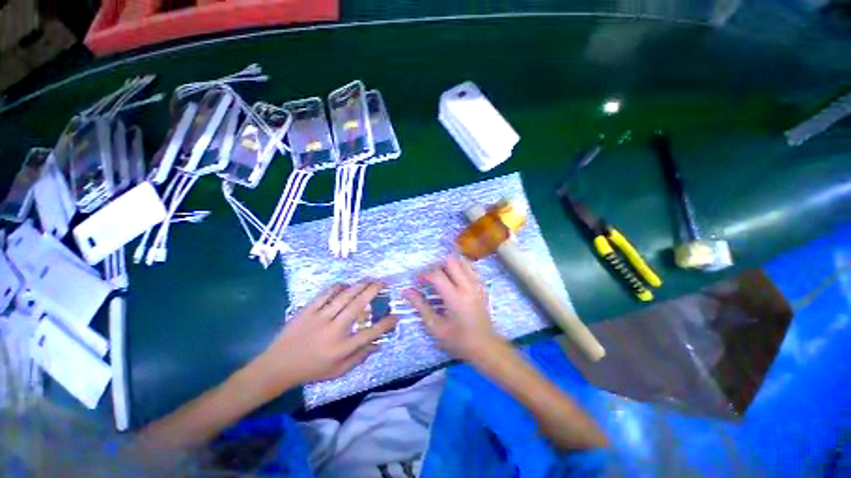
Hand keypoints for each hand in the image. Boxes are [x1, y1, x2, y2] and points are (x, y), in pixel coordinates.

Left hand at [247, 282, 397, 399]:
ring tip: (369, 279)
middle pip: (358, 306)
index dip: (386, 324)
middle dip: (373, 291)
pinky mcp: (307, 310)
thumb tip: (379, 344)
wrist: (277, 366)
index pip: (370, 334)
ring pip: (344, 296)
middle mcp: (334, 331)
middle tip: (383, 282)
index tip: (396, 315)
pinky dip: (337, 287)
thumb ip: (360, 357)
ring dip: (359, 285)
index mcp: (342, 348)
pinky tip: (345, 284)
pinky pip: (325, 294)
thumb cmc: (311, 370)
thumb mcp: (338, 371)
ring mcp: (319, 318)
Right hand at [404, 256, 505, 362]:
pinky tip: (454, 277)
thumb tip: (406, 291)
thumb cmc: (458, 340)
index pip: (437, 274)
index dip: (424, 274)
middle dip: (437, 265)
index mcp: (455, 297)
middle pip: (451, 261)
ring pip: (463, 261)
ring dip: (449, 263)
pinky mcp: (482, 286)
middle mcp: (467, 286)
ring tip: (442, 274)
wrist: (484, 346)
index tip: (417, 281)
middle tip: (430, 276)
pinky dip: (461, 266)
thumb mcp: (435, 326)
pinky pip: (471, 267)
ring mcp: (477, 284)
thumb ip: (420, 306)